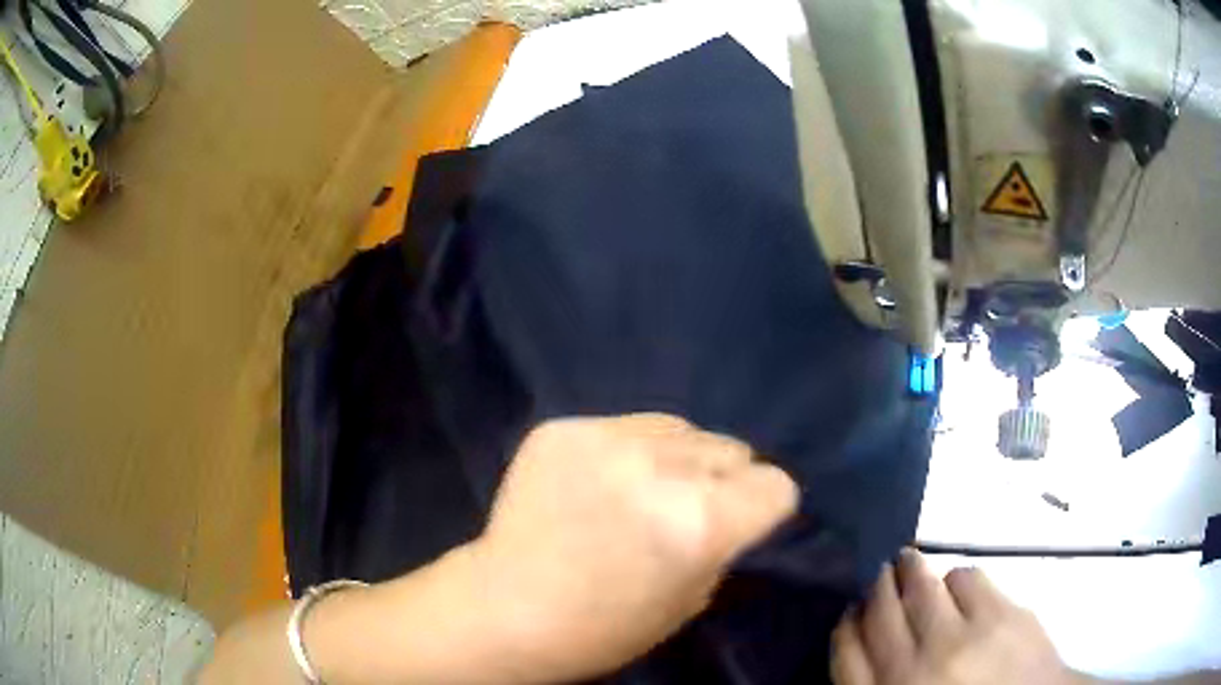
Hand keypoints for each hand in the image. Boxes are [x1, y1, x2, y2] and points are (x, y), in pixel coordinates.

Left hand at [472, 413, 798, 681]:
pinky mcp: (563, 428)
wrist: (505, 610)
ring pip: (683, 428)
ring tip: (640, 491)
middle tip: (684, 512)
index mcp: (703, 521)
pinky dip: (625, 452)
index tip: (742, 524)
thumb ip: (724, 542)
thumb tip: (736, 505)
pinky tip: (596, 483)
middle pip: (733, 450)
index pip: (777, 485)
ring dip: (677, 459)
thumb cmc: (604, 627)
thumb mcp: (692, 598)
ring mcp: (606, 439)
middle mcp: (662, 468)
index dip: (762, 509)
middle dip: (722, 481)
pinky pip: (626, 426)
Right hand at [832, 549, 1081, 684]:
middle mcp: (915, 669)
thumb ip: (881, 684)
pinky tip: (957, 585)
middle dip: (876, 586)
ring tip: (913, 567)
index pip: (847, 652)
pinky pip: (966, 577)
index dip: (847, 625)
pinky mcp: (1000, 615)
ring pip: (921, 587)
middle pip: (881, 611)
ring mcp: (961, 640)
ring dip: (913, 574)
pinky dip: (955, 576)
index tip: (852, 609)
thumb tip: (866, 642)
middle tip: (881, 572)